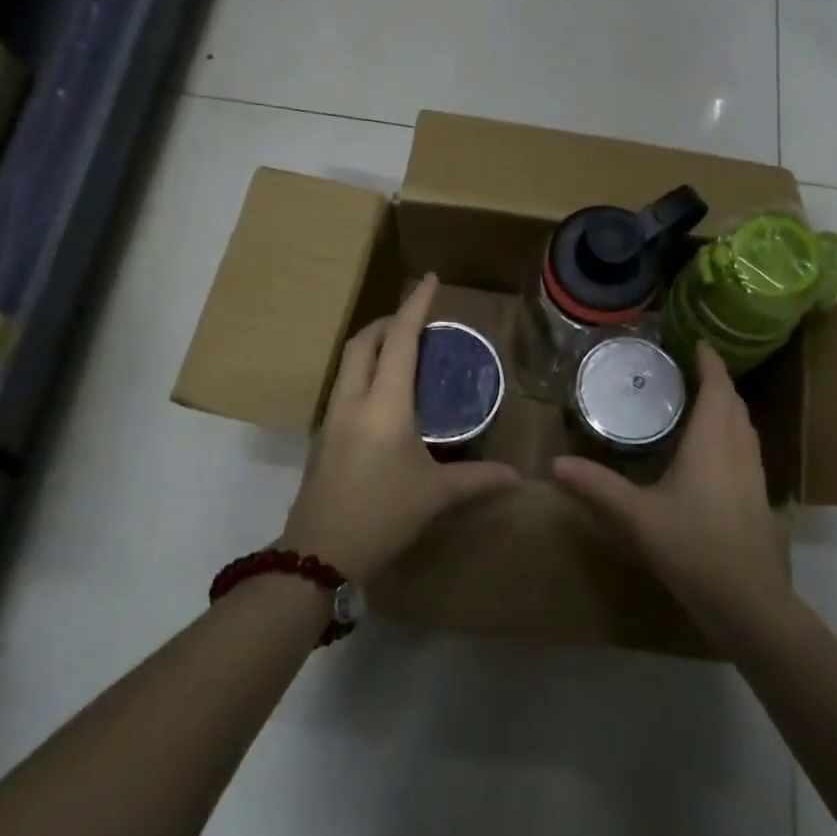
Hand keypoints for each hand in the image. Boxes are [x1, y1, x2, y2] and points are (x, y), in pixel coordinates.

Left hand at [280, 275, 519, 581]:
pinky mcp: (324, 437)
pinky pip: (345, 386)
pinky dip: (364, 372)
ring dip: (372, 345)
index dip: (415, 306)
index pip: (399, 339)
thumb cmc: (383, 515)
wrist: (319, 555)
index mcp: (385, 404)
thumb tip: (518, 477)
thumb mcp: (435, 495)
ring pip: (348, 363)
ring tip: (401, 351)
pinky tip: (384, 395)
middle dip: (388, 322)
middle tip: (417, 321)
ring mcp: (333, 417)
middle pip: (363, 342)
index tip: (430, 280)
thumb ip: (478, 479)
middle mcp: (354, 400)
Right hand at [553, 342, 790, 644]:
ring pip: (744, 427)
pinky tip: (711, 454)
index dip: (710, 362)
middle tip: (689, 371)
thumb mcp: (636, 516)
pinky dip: (731, 434)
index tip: (698, 343)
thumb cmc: (693, 547)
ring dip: (726, 408)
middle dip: (716, 382)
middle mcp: (739, 449)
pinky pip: (747, 449)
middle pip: (733, 403)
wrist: (748, 602)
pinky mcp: (759, 498)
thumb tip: (555, 464)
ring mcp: (755, 474)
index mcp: (712, 441)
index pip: (717, 387)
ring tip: (700, 403)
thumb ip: (597, 487)